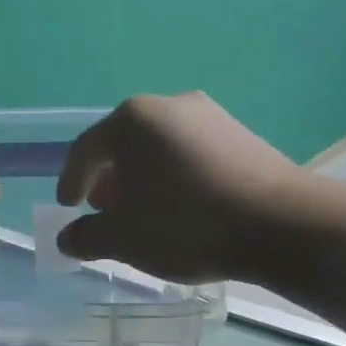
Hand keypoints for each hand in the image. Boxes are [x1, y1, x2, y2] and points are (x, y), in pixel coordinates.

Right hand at [54, 93, 298, 283]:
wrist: (278, 224)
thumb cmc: (185, 226)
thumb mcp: (124, 240)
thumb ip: (86, 238)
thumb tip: (68, 238)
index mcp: (133, 120)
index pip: (86, 150)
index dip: (70, 182)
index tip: (67, 207)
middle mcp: (170, 105)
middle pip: (125, 145)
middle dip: (109, 182)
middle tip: (104, 213)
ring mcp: (211, 117)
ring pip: (160, 151)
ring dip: (144, 182)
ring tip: (144, 216)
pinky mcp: (242, 137)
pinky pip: (192, 157)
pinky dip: (175, 181)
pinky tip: (182, 211)